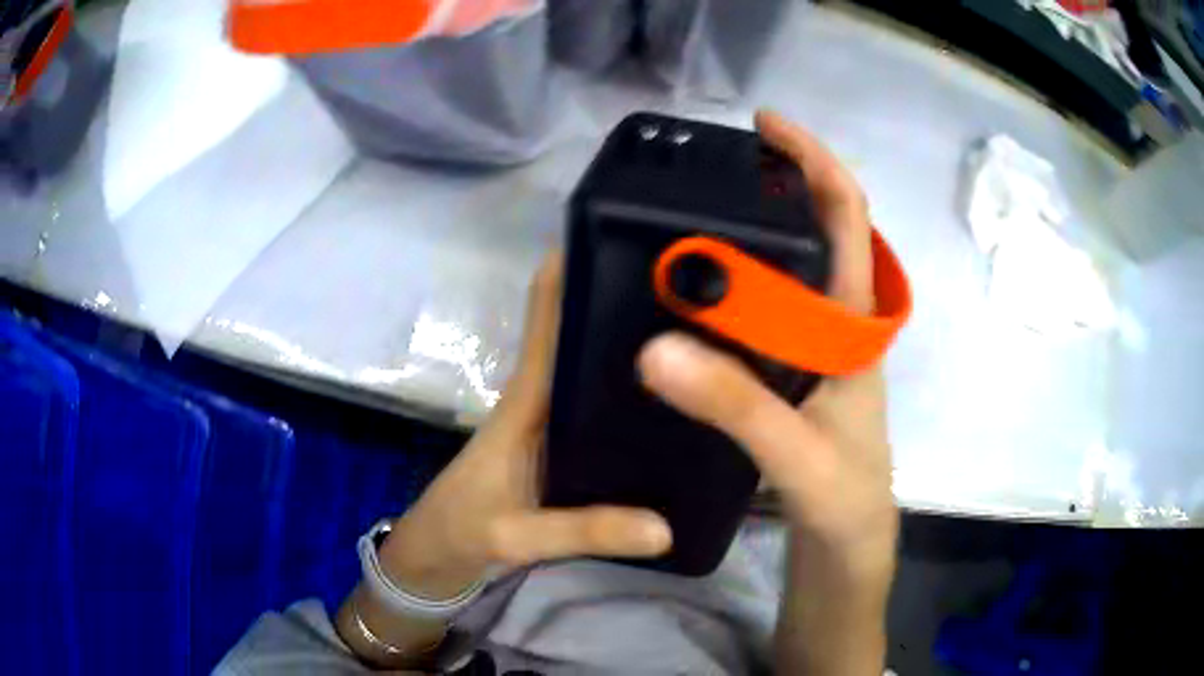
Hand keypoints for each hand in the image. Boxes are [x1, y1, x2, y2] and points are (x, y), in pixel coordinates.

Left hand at [379, 255, 672, 599]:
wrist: (441, 551)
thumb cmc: (464, 528)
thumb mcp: (516, 535)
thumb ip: (584, 531)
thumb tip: (664, 527)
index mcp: (527, 400)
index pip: (549, 321)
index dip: (571, 272)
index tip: (617, 234)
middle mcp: (546, 398)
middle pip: (586, 336)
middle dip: (628, 306)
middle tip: (692, 288)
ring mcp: (557, 422)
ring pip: (599, 371)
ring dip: (636, 349)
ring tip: (699, 335)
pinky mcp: (567, 446)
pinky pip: (606, 409)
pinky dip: (635, 396)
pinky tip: (680, 404)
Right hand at [638, 110, 897, 577]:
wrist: (847, 548)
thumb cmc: (845, 502)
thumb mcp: (799, 457)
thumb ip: (737, 406)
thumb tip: (655, 348)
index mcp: (853, 327)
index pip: (847, 220)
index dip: (814, 162)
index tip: (766, 126)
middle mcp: (833, 326)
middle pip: (809, 234)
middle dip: (767, 189)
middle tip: (699, 175)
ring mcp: (809, 352)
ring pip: (779, 276)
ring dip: (739, 241)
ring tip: (677, 225)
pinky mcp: (787, 378)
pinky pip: (756, 318)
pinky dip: (724, 294)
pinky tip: (683, 299)